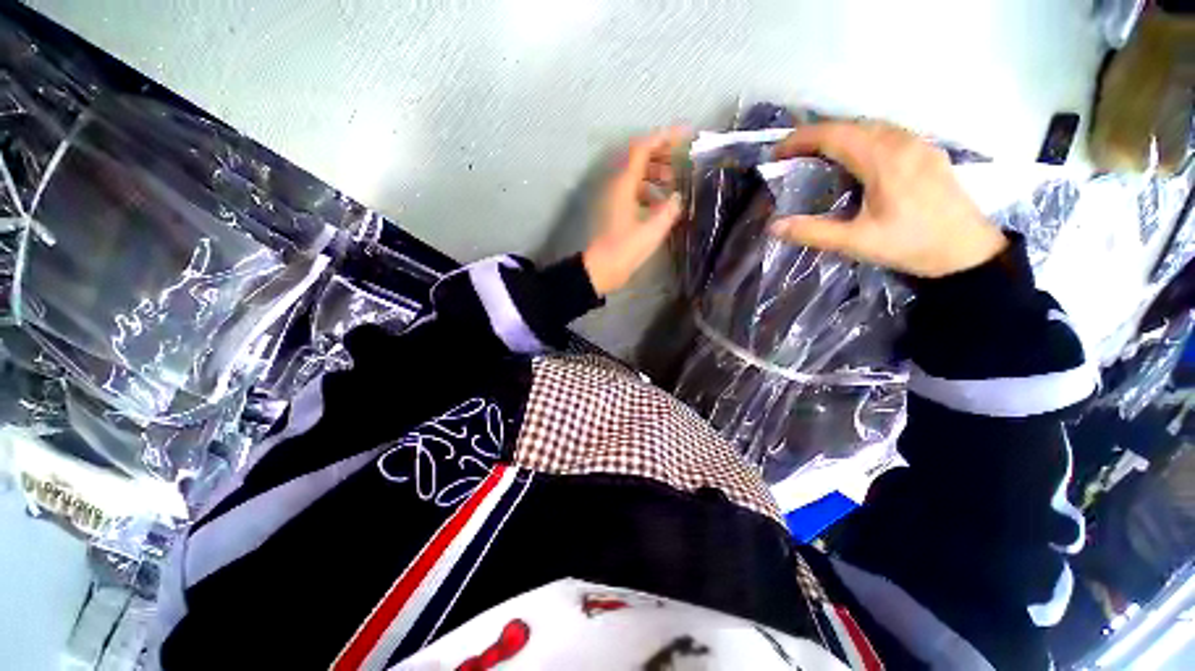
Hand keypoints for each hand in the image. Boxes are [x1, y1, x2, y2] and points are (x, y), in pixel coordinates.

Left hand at [583, 128, 686, 295]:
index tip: (686, 135)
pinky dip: (647, 191)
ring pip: (635, 175)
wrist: (601, 269)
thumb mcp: (653, 230)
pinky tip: (660, 204)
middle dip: (662, 155)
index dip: (665, 137)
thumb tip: (676, 197)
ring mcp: (613, 197)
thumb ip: (669, 209)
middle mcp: (616, 184)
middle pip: (638, 158)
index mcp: (623, 184)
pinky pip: (632, 190)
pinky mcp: (614, 209)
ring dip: (655, 174)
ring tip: (673, 185)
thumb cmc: (625, 249)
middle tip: (681, 162)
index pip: (643, 148)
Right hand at [769, 121, 1006, 277]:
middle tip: (791, 154)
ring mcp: (918, 144)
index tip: (776, 153)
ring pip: (871, 126)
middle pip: (851, 125)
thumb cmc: (910, 245)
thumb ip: (813, 232)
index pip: (834, 135)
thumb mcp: (856, 242)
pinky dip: (861, 138)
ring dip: (839, 134)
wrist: (967, 251)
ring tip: (816, 154)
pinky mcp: (928, 152)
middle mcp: (901, 143)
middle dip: (816, 134)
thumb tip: (773, 226)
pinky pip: (887, 133)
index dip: (801, 139)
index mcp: (883, 160)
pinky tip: (855, 157)